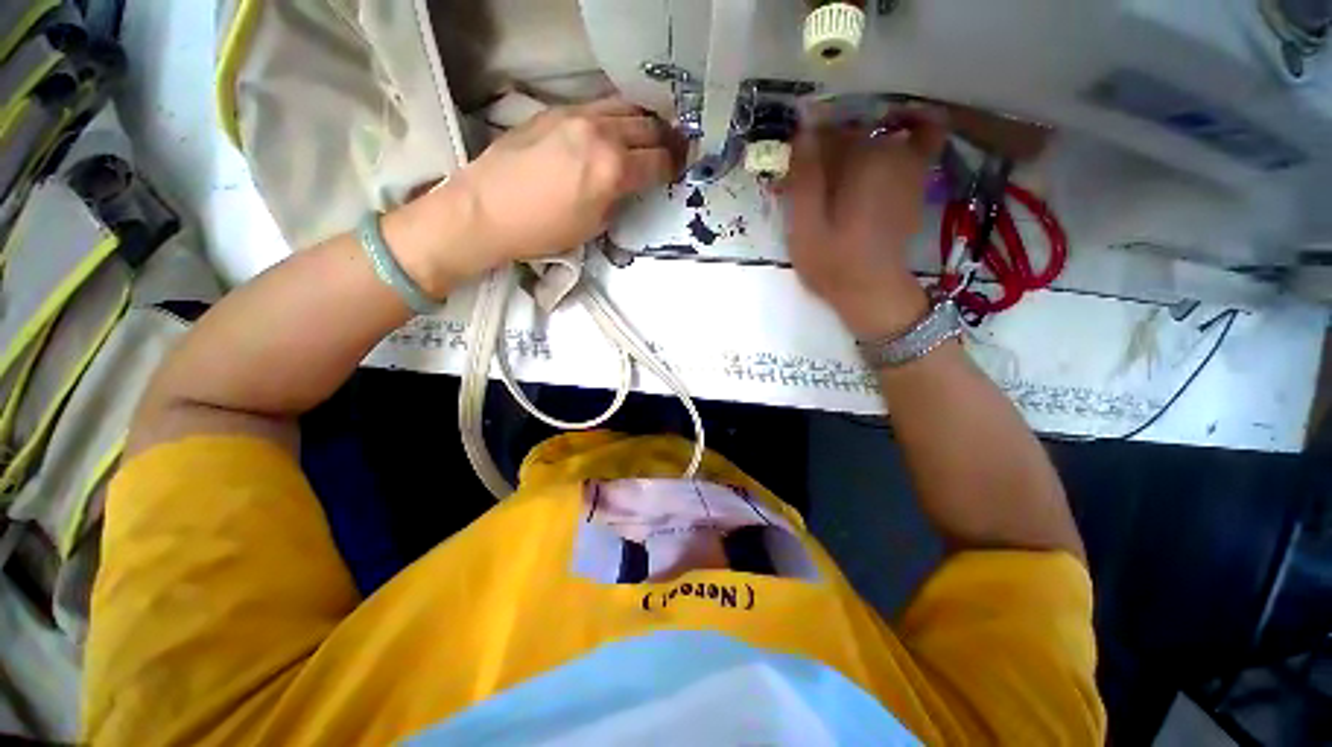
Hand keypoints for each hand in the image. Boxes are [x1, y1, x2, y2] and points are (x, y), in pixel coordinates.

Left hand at [415, 98, 681, 286]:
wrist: (488, 210)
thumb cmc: (544, 230)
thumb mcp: (594, 226)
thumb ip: (619, 200)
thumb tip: (629, 186)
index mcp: (613, 170)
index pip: (658, 161)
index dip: (674, 167)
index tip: (679, 170)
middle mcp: (601, 134)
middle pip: (648, 127)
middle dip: (667, 140)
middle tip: (674, 150)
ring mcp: (577, 116)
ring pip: (626, 107)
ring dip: (645, 121)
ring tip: (650, 134)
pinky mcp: (557, 110)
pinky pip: (600, 105)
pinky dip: (618, 114)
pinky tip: (617, 127)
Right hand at [780, 115, 944, 339]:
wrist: (872, 291)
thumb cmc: (832, 263)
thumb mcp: (805, 226)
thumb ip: (804, 176)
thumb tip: (802, 123)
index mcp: (859, 160)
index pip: (825, 132)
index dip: (803, 148)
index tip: (789, 172)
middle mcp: (889, 152)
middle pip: (849, 132)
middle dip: (824, 149)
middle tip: (806, 180)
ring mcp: (909, 163)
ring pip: (875, 136)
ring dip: (851, 145)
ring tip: (832, 175)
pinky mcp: (916, 179)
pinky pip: (922, 138)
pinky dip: (908, 128)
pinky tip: (888, 136)